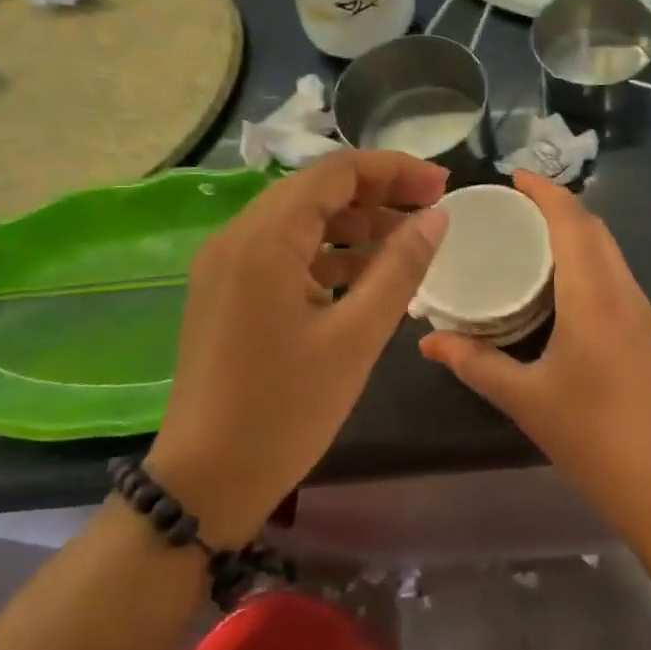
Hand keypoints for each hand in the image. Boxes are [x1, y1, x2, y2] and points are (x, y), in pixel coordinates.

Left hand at [152, 151, 448, 545]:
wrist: (207, 480)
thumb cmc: (287, 408)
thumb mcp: (357, 336)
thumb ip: (400, 267)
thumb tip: (436, 217)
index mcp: (264, 239)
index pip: (335, 172)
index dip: (394, 170)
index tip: (442, 185)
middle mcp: (237, 237)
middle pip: (315, 190)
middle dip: (378, 193)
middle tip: (431, 210)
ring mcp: (226, 265)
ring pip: (300, 221)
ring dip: (354, 224)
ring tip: (407, 243)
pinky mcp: (227, 292)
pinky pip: (283, 253)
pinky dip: (327, 254)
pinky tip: (365, 276)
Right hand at [419, 172, 650, 525]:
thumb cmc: (590, 434)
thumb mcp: (523, 397)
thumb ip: (473, 363)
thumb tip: (427, 342)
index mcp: (593, 296)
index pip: (573, 222)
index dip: (546, 192)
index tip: (514, 176)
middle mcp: (622, 290)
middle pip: (594, 227)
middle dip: (557, 205)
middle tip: (513, 205)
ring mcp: (639, 308)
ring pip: (609, 247)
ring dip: (576, 228)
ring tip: (531, 232)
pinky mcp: (643, 327)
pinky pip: (614, 270)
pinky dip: (587, 253)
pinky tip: (560, 276)